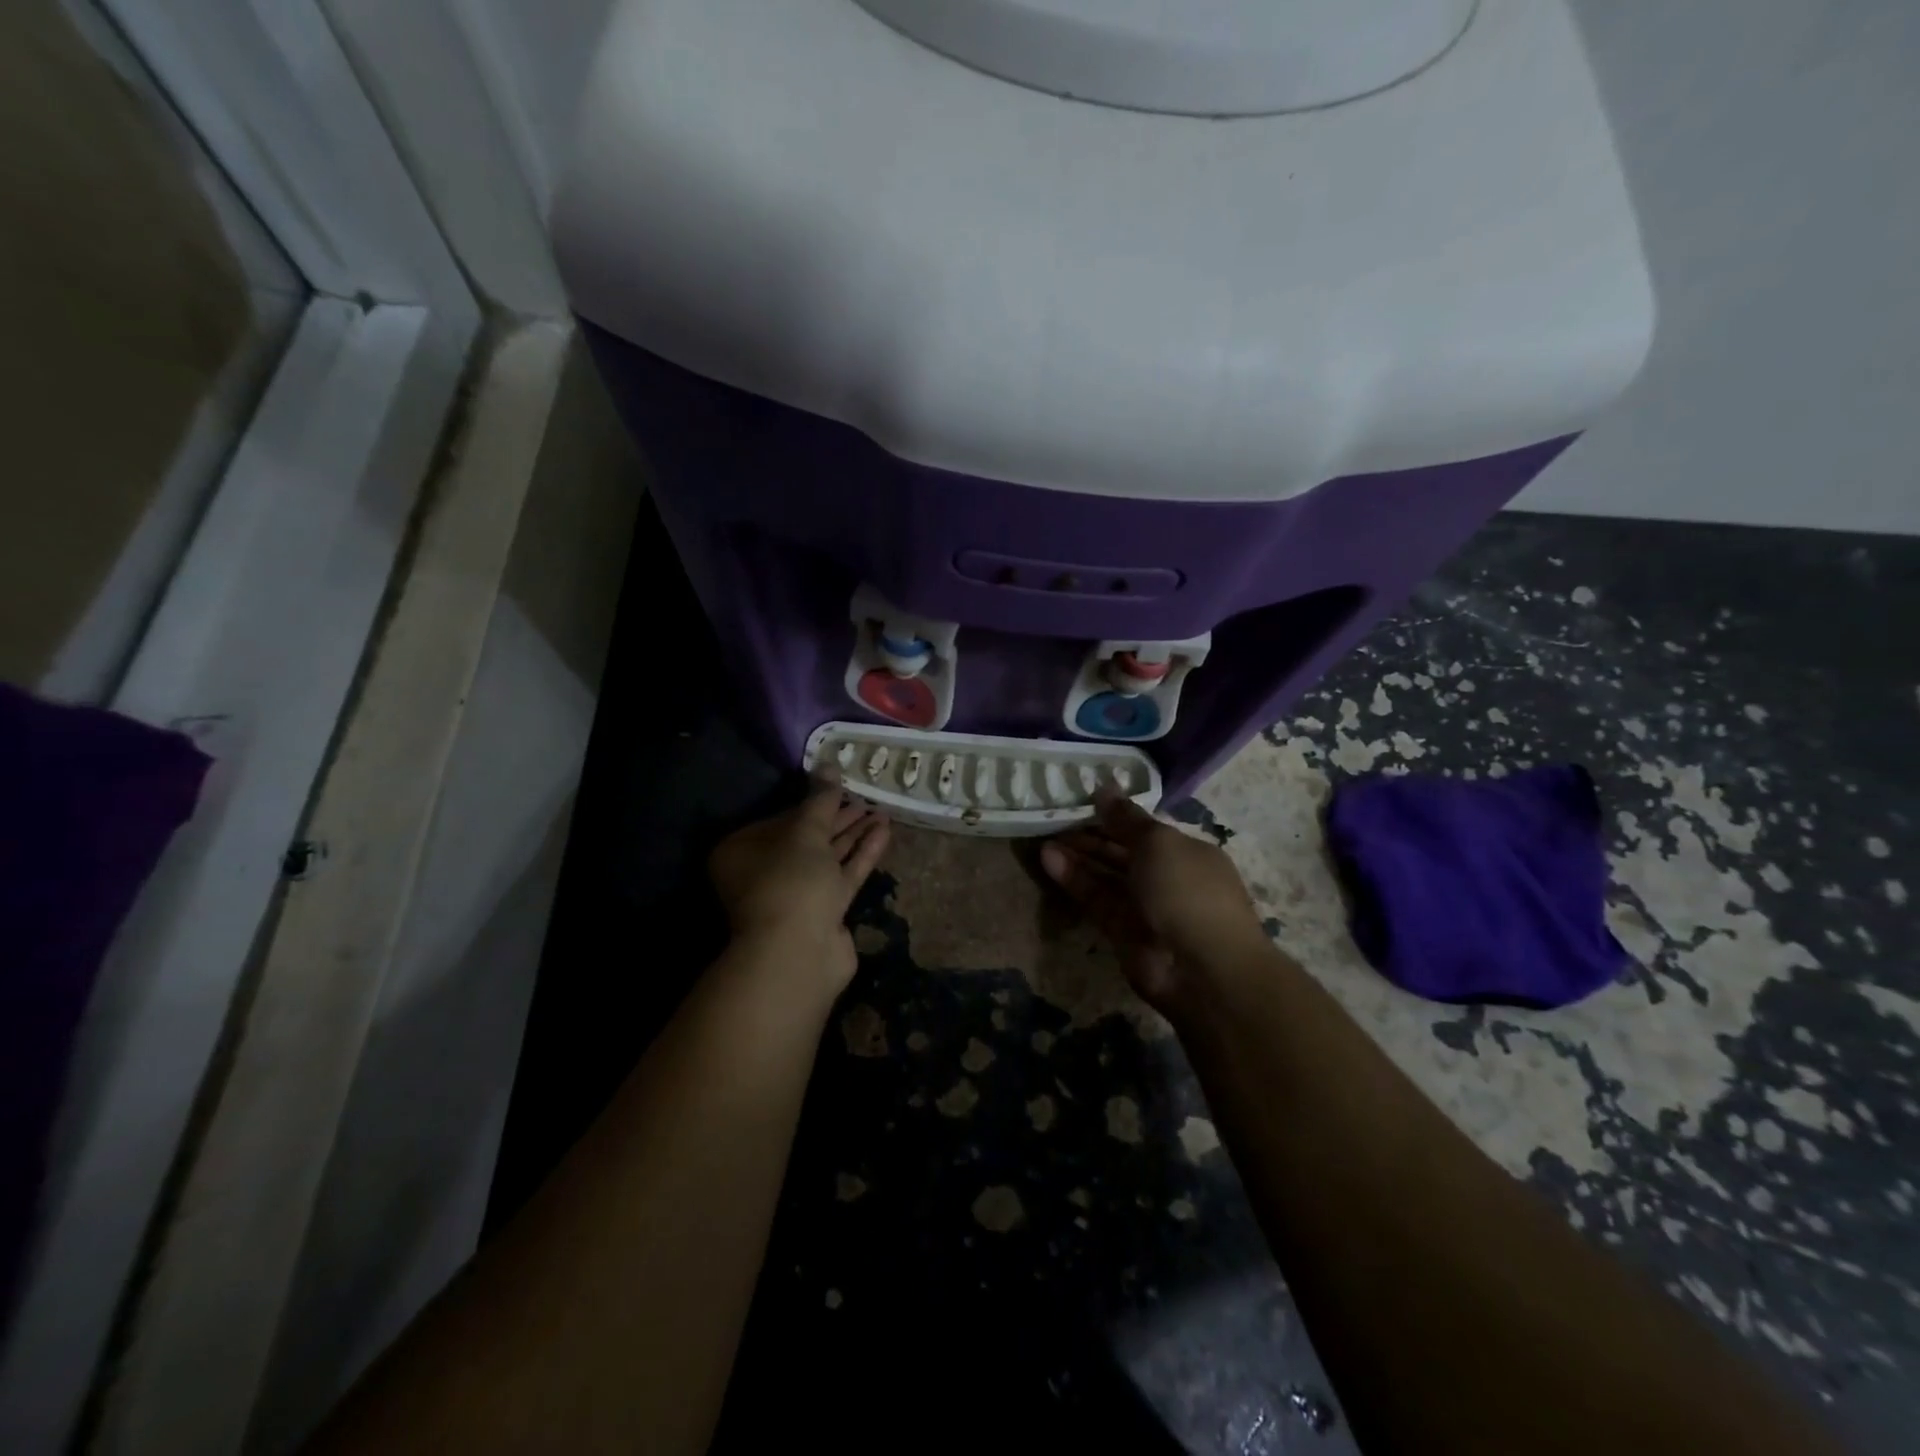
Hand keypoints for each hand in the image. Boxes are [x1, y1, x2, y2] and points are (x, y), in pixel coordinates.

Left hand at [708, 775, 890, 997]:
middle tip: (866, 797)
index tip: (841, 787)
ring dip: (854, 835)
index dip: (813, 802)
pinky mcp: (823, 913)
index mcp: (743, 852)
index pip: (781, 819)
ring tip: (882, 810)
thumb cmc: (790, 881)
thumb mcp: (806, 832)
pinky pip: (842, 876)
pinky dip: (861, 855)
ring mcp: (795, 896)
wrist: (799, 953)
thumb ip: (821, 798)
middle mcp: (765, 873)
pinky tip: (884, 832)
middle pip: (806, 839)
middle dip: (838, 818)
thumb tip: (829, 763)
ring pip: (827, 858)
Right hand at [1041, 790, 1267, 1013]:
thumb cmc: (1187, 891)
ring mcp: (1144, 906)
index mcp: (1186, 851)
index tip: (1081, 800)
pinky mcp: (1121, 931)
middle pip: (1122, 851)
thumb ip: (1125, 817)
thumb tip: (1104, 786)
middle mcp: (1167, 877)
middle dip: (1091, 835)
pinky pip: (1095, 898)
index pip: (1145, 828)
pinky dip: (1073, 879)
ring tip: (1044, 837)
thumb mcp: (1158, 843)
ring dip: (1077, 856)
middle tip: (1054, 817)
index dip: (1115, 814)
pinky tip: (1048, 858)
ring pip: (1105, 875)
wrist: (1201, 970)